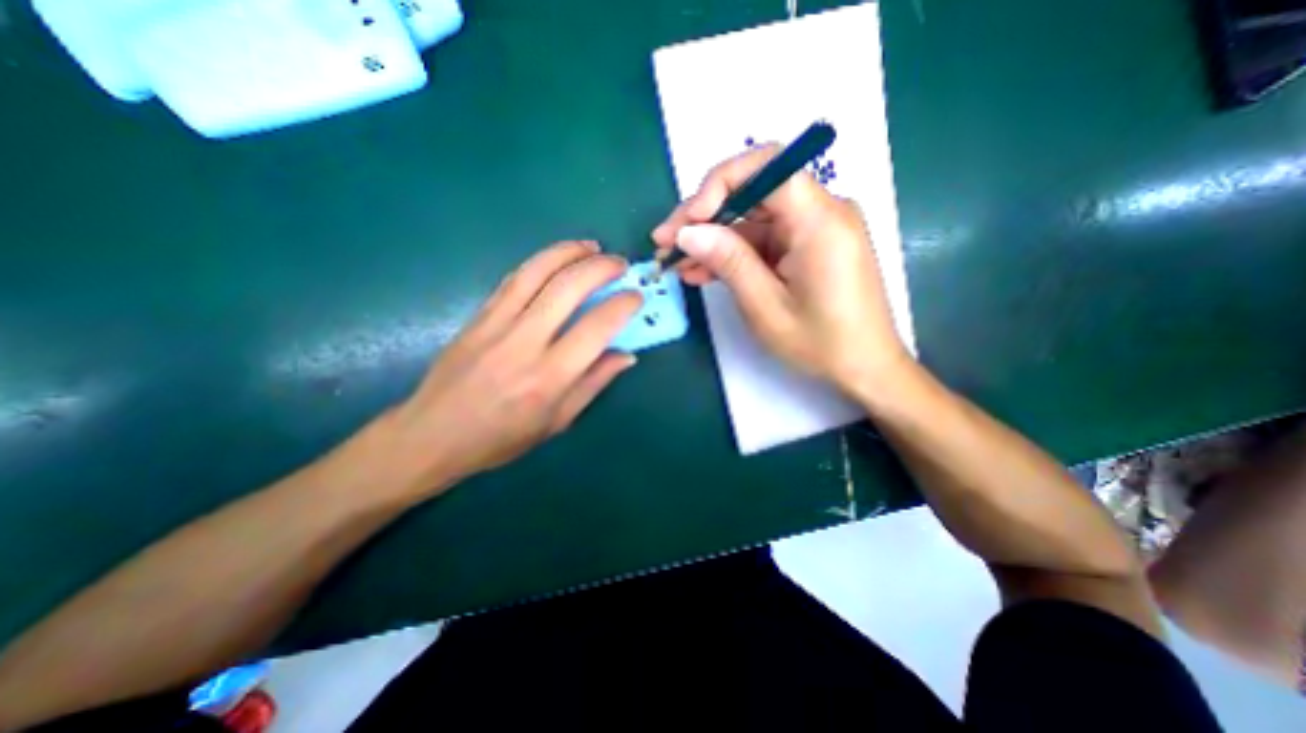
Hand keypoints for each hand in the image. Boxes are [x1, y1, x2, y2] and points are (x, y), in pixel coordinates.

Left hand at [364, 240, 639, 497]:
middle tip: (620, 264)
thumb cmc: (501, 438)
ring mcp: (496, 324)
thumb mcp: (557, 421)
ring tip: (592, 246)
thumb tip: (627, 355)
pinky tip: (556, 258)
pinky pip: (513, 279)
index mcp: (549, 377)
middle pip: (568, 288)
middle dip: (600, 267)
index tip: (636, 296)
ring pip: (537, 272)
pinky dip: (540, 262)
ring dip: (569, 252)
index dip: (622, 306)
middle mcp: (524, 343)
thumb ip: (594, 384)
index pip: (596, 328)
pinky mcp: (477, 316)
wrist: (431, 435)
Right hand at [651, 143, 910, 393]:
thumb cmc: (821, 344)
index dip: (719, 183)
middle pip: (752, 191)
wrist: (864, 367)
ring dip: (711, 239)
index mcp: (820, 221)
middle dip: (704, 215)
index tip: (690, 220)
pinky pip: (762, 240)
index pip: (767, 167)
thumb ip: (728, 262)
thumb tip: (688, 231)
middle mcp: (820, 212)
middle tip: (665, 242)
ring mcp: (812, 229)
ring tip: (674, 263)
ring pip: (751, 219)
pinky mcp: (805, 246)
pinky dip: (731, 254)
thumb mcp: (766, 307)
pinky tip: (700, 272)